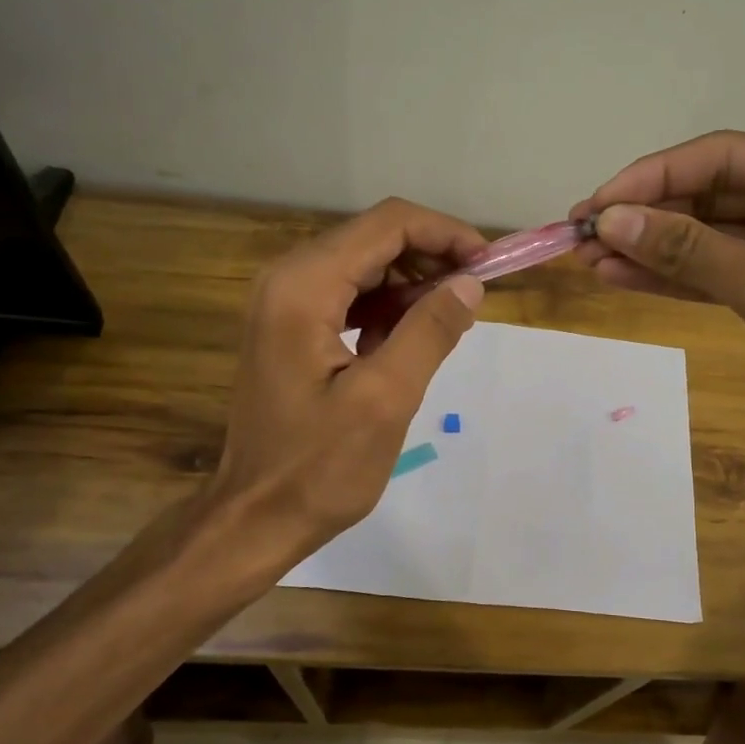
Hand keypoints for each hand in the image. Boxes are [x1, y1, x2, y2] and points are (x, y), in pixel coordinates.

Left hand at [208, 198, 486, 565]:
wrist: (255, 518)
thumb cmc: (319, 467)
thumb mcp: (386, 399)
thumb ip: (429, 332)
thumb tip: (469, 284)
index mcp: (304, 287)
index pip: (387, 225)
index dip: (445, 234)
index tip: (489, 265)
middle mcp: (288, 279)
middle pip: (374, 238)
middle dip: (432, 258)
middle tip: (476, 296)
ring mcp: (285, 303)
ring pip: (366, 266)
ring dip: (413, 284)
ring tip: (451, 320)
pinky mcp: (291, 327)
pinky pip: (351, 296)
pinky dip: (388, 308)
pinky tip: (409, 341)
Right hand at [573, 131, 744, 463]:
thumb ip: (690, 250)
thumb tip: (609, 220)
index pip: (725, 157)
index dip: (654, 177)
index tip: (596, 203)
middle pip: (712, 194)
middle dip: (647, 215)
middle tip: (581, 234)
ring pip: (708, 235)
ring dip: (651, 247)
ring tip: (588, 258)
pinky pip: (715, 269)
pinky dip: (672, 275)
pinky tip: (621, 276)